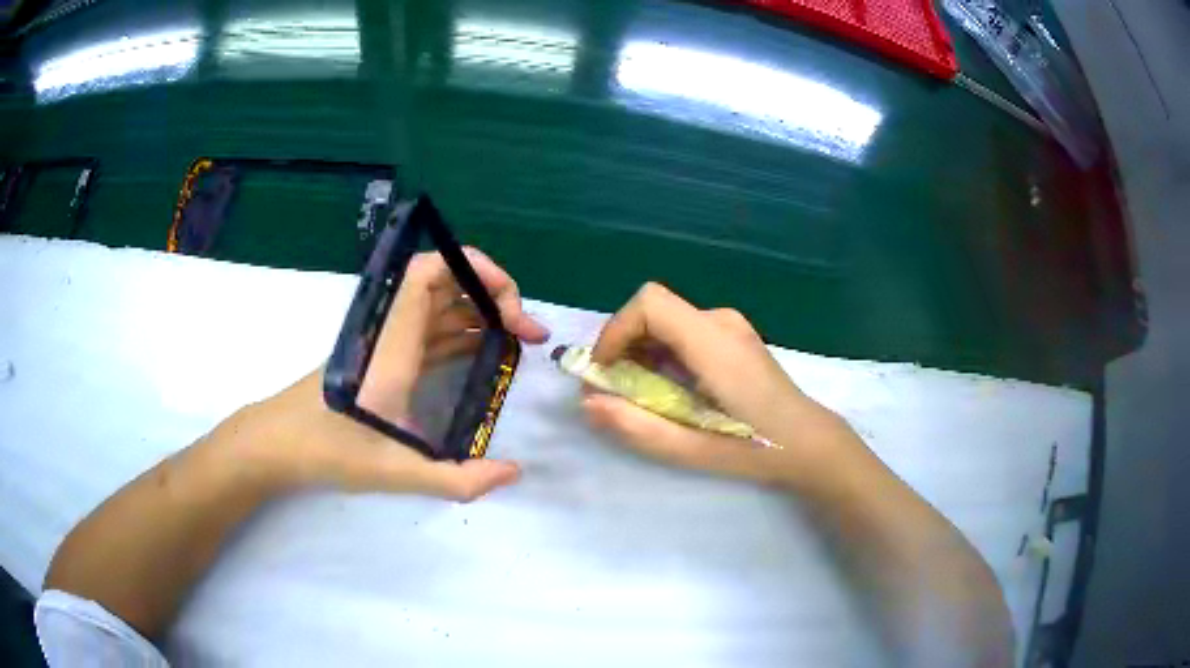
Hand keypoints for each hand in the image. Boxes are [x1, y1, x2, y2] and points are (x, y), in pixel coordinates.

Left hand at [211, 248, 547, 501]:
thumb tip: (513, 473)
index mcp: (391, 344)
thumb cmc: (328, 450)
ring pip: (438, 308)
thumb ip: (457, 479)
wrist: (277, 444)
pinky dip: (460, 335)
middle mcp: (389, 332)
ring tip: (517, 343)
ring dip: (479, 315)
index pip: (430, 274)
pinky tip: (483, 356)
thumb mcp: (394, 472)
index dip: (475, 268)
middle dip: (492, 296)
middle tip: (528, 333)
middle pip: (443, 283)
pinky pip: (428, 333)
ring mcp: (385, 344)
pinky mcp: (382, 360)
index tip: (511, 303)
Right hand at [583, 282, 864, 486]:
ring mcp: (731, 325)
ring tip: (644, 395)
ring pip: (668, 321)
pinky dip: (664, 353)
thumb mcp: (689, 448)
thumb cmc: (755, 447)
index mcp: (712, 341)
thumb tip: (587, 402)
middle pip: (654, 310)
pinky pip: (685, 331)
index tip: (606, 370)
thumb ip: (635, 425)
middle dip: (625, 346)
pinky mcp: (734, 335)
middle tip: (618, 390)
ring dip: (643, 351)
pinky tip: (673, 389)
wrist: (808, 441)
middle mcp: (720, 321)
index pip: (650, 303)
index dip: (616, 330)